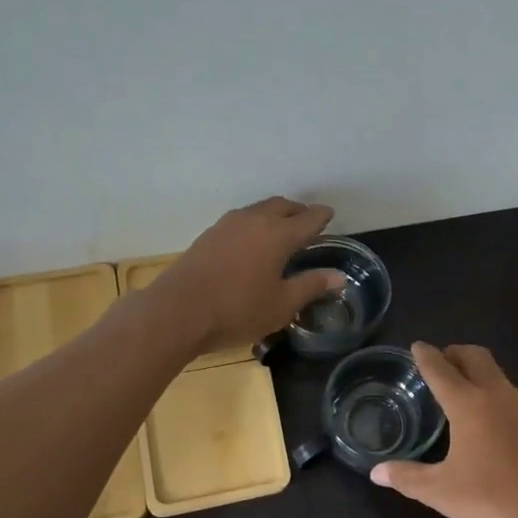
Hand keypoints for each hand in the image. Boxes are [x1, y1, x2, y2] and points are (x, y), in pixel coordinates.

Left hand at [145, 197, 346, 355]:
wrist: (178, 311)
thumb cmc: (237, 310)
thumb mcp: (282, 304)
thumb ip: (311, 286)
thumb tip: (339, 277)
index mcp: (278, 235)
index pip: (308, 219)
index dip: (321, 217)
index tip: (330, 214)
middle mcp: (254, 221)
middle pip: (281, 206)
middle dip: (298, 211)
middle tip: (308, 220)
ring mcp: (227, 225)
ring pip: (258, 210)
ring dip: (274, 214)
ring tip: (282, 229)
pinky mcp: (208, 235)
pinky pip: (241, 220)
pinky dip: (255, 223)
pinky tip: (253, 241)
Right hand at [372, 342, 517, 517]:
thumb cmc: (491, 501)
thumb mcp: (441, 492)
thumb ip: (407, 477)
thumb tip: (376, 472)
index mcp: (470, 404)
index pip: (442, 370)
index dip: (426, 356)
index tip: (417, 346)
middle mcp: (498, 397)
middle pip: (476, 358)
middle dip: (456, 353)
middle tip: (438, 361)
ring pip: (497, 375)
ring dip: (477, 371)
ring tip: (457, 388)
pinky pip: (509, 395)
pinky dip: (491, 392)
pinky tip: (483, 418)